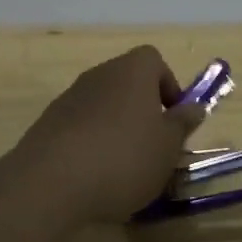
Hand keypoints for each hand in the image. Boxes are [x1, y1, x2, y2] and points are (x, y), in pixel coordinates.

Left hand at [7, 47, 203, 225]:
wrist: (51, 181)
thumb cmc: (124, 157)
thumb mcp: (167, 146)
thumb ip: (182, 124)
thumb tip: (193, 107)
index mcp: (132, 71)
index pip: (154, 61)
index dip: (168, 86)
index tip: (173, 120)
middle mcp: (100, 74)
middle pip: (127, 83)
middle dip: (142, 111)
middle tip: (152, 146)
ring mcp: (70, 97)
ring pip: (103, 105)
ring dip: (115, 128)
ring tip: (123, 168)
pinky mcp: (48, 123)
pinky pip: (79, 126)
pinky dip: (90, 143)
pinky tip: (92, 176)